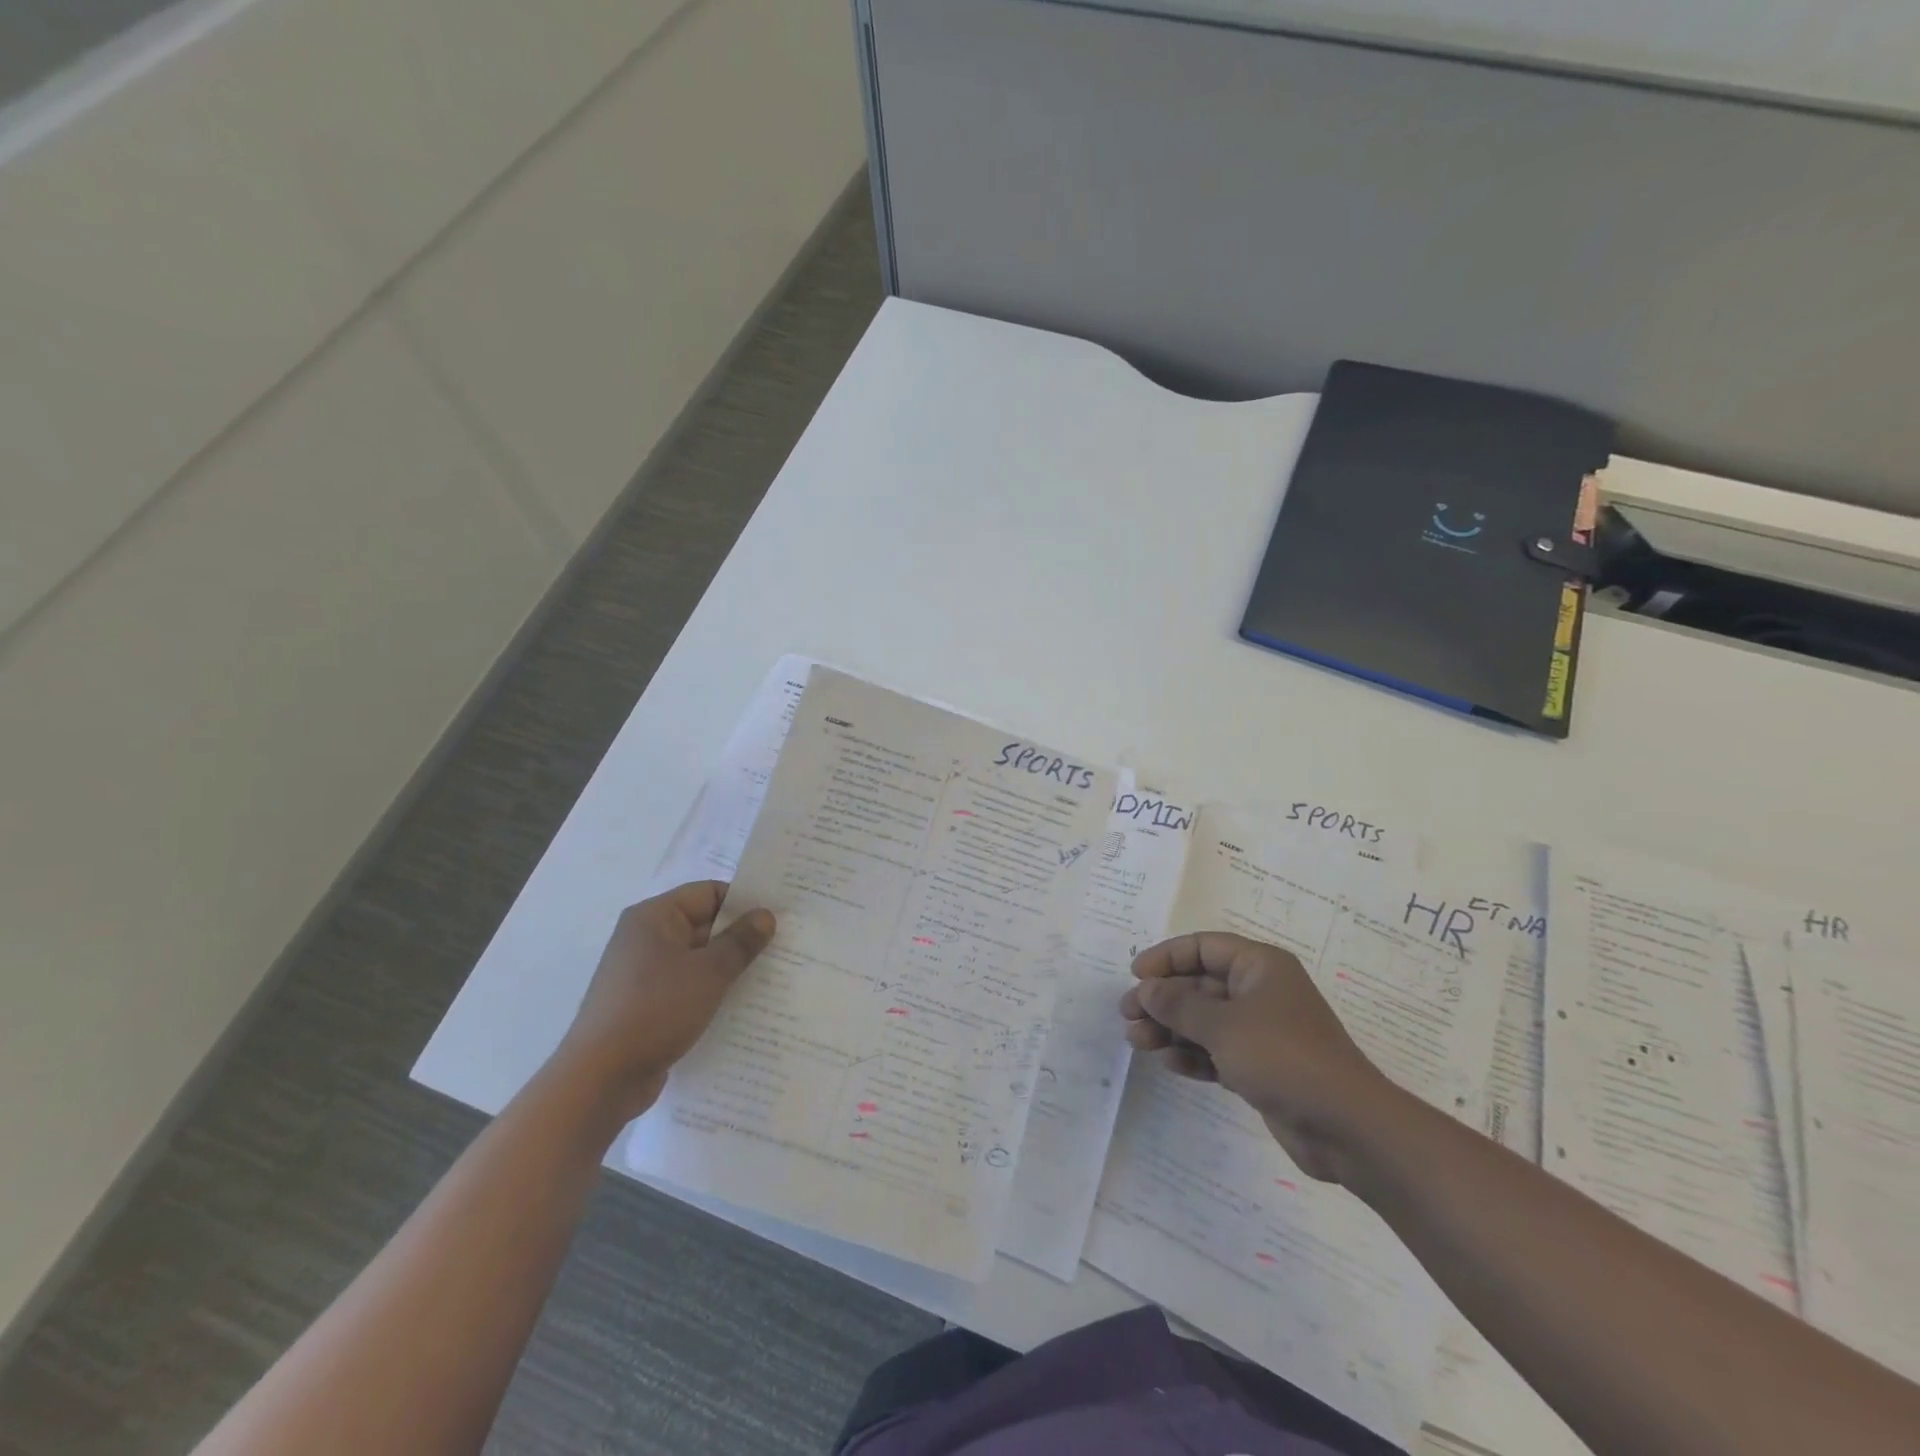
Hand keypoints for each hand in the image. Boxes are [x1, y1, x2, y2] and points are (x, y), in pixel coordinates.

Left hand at [554, 881, 774, 1123]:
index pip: (708, 893)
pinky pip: (686, 987)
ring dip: (728, 968)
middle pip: (703, 925)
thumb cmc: (655, 1010)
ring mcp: (642, 974)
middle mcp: (645, 938)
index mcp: (654, 917)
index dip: (743, 902)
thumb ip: (741, 941)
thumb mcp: (708, 972)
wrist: (600, 1079)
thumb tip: (766, 916)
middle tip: (783, 947)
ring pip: (697, 959)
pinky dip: (711, 992)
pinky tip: (740, 1006)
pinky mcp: (644, 1005)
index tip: (777, 918)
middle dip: (740, 937)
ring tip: (770, 977)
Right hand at [1120, 932, 1405, 1182]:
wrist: (1346, 1127)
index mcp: (1259, 966)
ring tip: (1138, 1043)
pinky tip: (1170, 1064)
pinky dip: (1193, 1054)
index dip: (1167, 957)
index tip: (1135, 976)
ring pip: (1205, 1020)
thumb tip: (1145, 989)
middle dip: (1162, 1000)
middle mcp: (1260, 992)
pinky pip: (1217, 1051)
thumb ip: (1178, 1004)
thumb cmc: (1283, 1057)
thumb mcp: (1222, 1025)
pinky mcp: (1261, 1067)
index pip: (1203, 947)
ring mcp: (1262, 1031)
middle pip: (1200, 985)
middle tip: (1127, 1016)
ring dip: (1171, 1029)